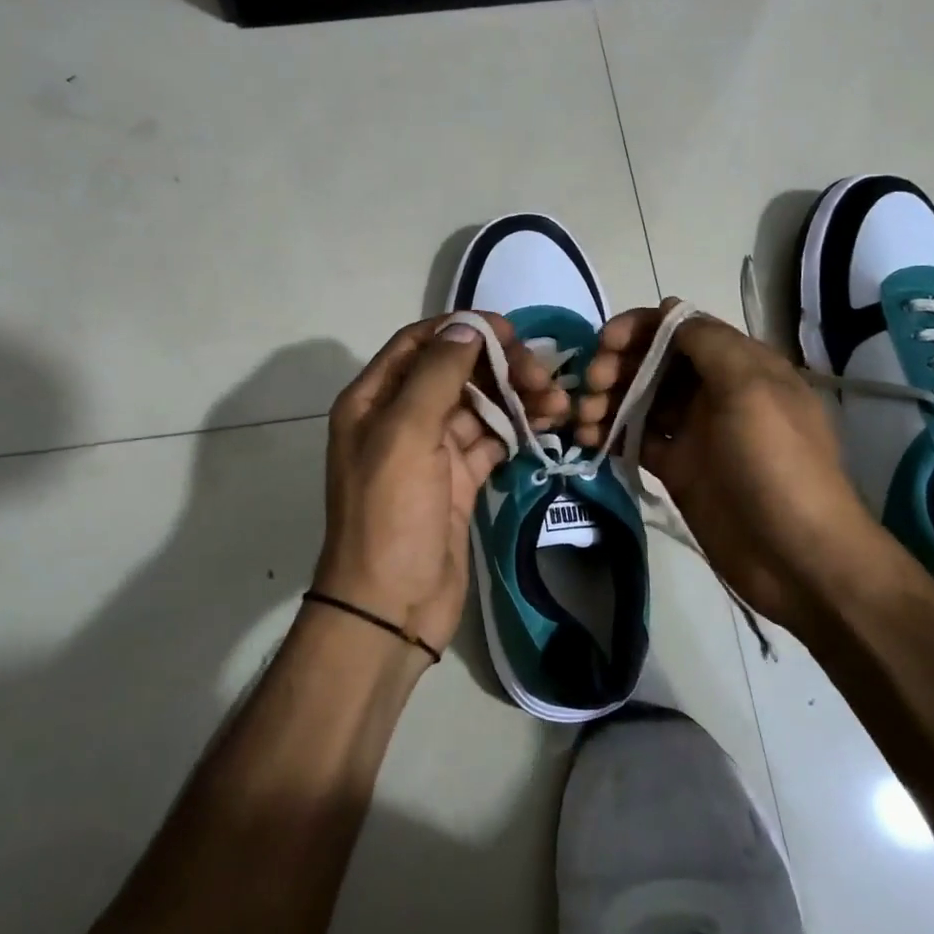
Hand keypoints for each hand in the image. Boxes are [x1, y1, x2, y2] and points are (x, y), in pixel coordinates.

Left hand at [313, 315, 568, 658]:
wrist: (391, 607)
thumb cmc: (390, 515)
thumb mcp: (406, 435)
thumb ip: (436, 375)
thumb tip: (466, 326)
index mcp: (374, 400)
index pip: (420, 343)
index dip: (464, 330)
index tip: (512, 332)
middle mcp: (400, 419)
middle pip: (455, 372)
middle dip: (500, 367)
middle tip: (544, 377)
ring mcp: (431, 452)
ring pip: (479, 407)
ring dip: (517, 399)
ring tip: (559, 405)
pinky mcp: (458, 481)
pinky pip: (491, 442)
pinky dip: (518, 430)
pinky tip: (548, 426)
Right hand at [575, 298, 879, 629]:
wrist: (797, 557)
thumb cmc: (776, 464)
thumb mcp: (751, 390)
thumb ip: (708, 343)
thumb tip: (670, 308)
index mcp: (740, 364)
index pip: (681, 328)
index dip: (640, 329)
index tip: (605, 344)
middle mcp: (716, 391)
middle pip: (656, 362)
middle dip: (618, 365)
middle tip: (592, 388)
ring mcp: (696, 431)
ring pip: (642, 399)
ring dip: (609, 400)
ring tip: (584, 421)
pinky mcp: (679, 468)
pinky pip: (639, 439)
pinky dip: (613, 434)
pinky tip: (590, 441)